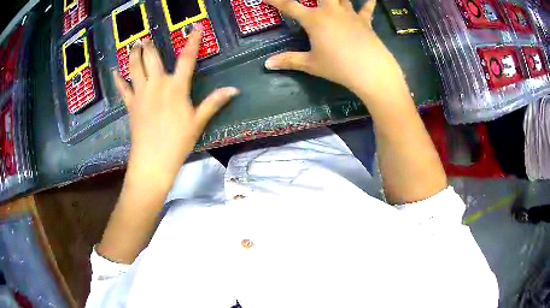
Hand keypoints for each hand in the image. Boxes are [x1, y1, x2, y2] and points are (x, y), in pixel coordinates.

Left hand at [113, 27, 238, 184]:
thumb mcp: (198, 122)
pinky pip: (123, 89)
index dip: (193, 41)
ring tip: (133, 45)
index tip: (195, 28)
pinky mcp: (131, 105)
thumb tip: (234, 90)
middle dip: (150, 46)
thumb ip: (214, 102)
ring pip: (135, 68)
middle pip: (152, 59)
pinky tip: (114, 71)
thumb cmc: (178, 142)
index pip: (187, 58)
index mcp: (176, 87)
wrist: (153, 160)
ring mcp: (141, 94)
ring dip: (134, 55)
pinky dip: (118, 80)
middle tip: (146, 38)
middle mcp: (157, 84)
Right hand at [264, 0, 404, 99]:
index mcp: (314, 19)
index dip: (275, 0)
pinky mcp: (365, 22)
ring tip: (333, 0)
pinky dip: (368, 3)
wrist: (371, 71)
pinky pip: (367, 9)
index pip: (289, 6)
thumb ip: (289, 61)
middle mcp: (330, 11)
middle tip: (312, 0)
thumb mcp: (311, 64)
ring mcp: (349, 14)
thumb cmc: (338, 67)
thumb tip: (267, 64)